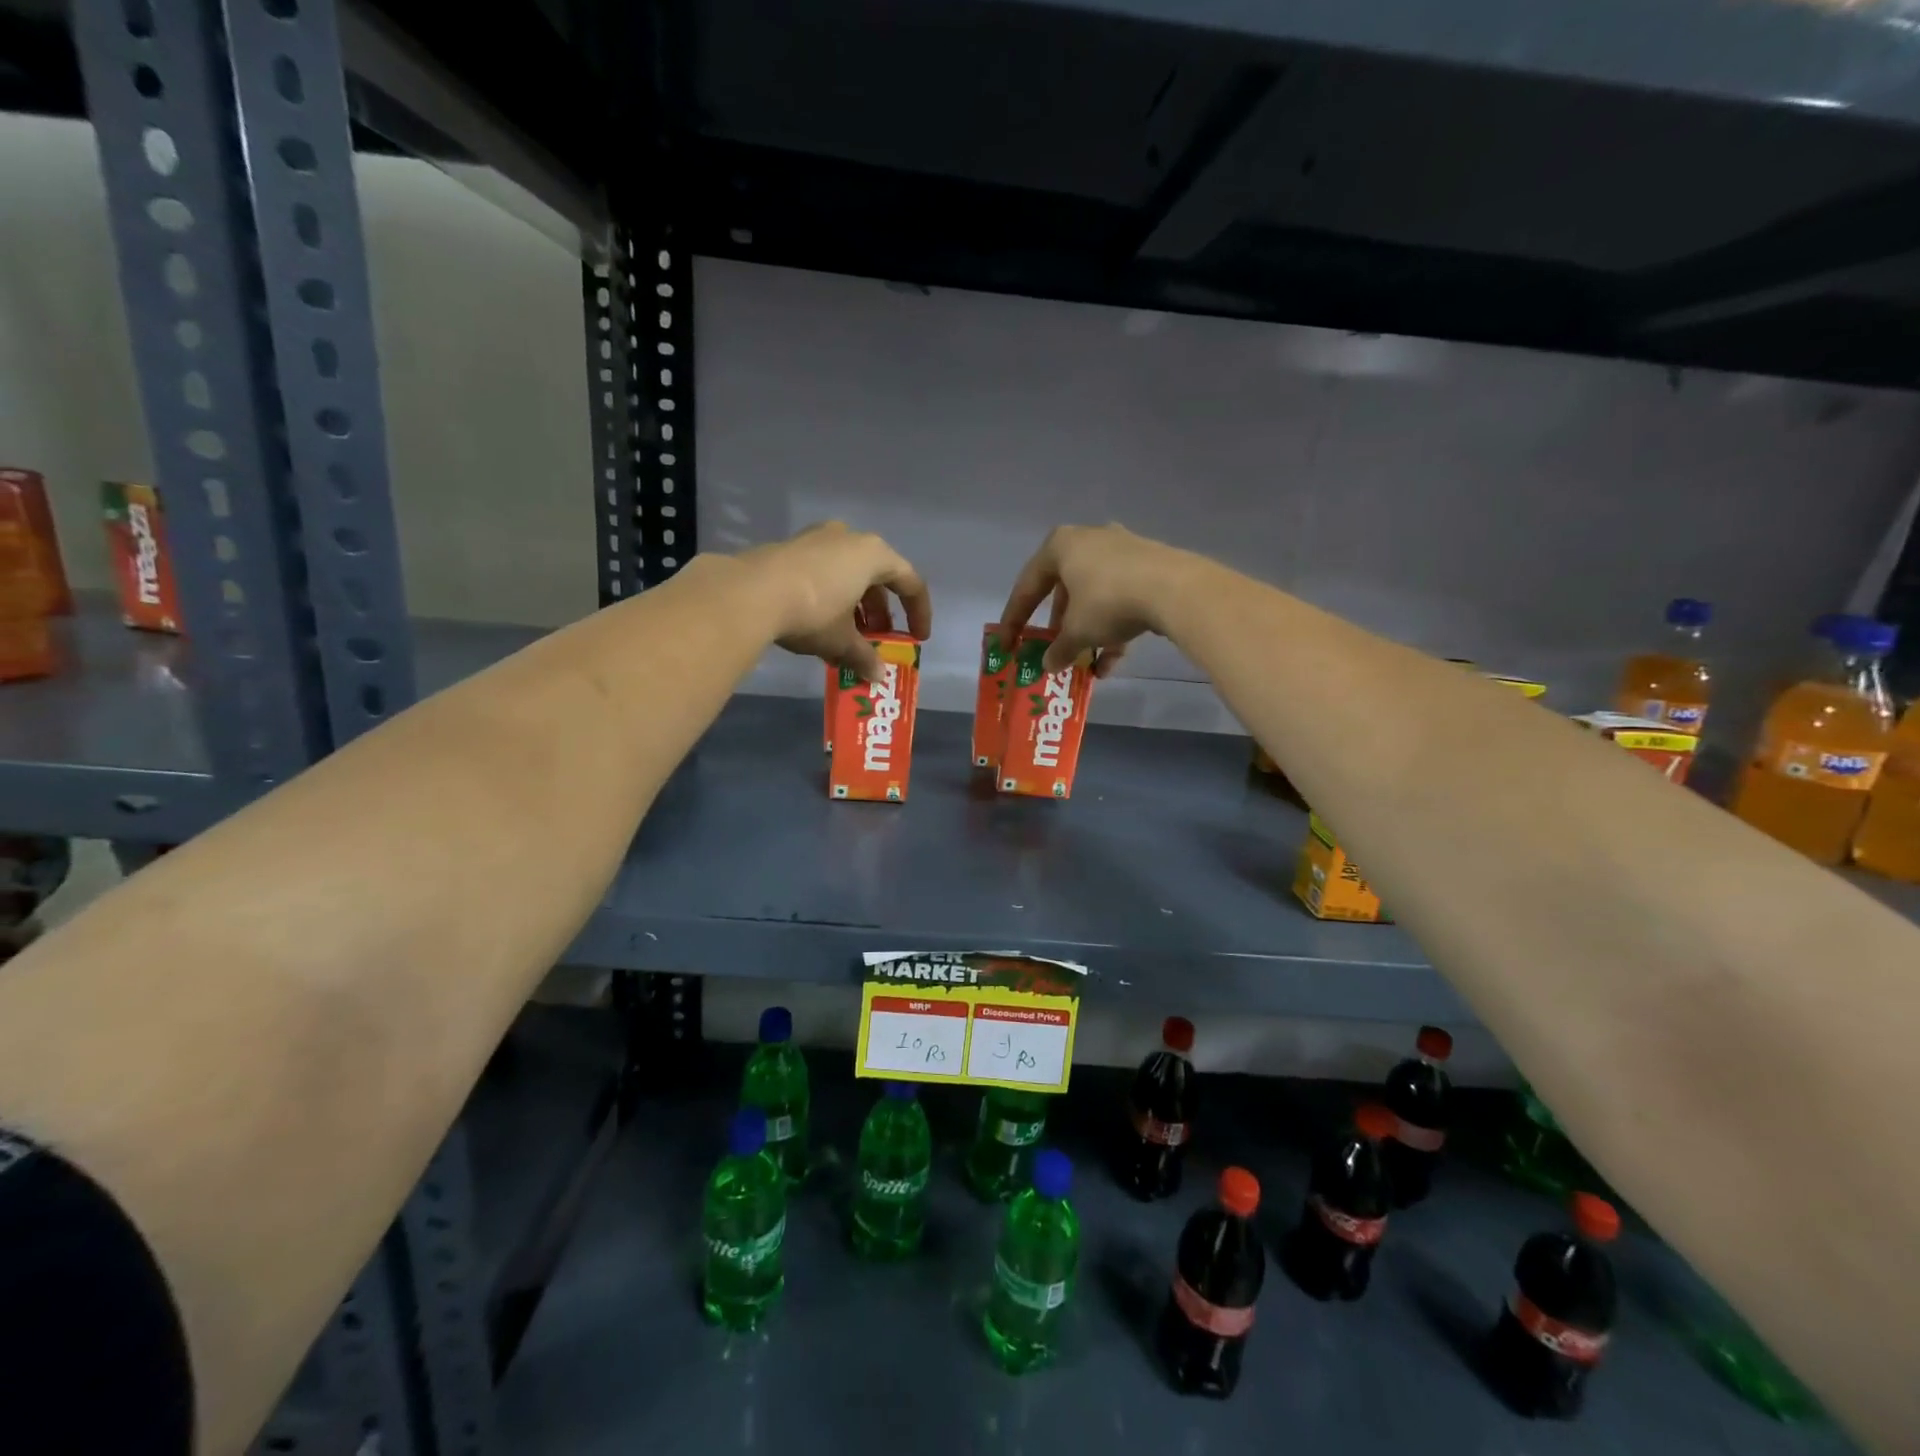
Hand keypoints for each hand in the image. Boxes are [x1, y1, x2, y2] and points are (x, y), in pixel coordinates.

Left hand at [741, 522, 931, 680]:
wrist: (749, 593)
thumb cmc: (812, 611)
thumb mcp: (842, 640)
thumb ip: (864, 657)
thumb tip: (877, 677)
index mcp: (873, 554)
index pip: (910, 581)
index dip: (919, 612)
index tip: (917, 638)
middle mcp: (848, 538)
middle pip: (876, 576)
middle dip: (881, 612)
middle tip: (878, 639)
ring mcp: (816, 539)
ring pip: (847, 575)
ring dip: (854, 607)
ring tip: (849, 638)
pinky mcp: (789, 549)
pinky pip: (822, 574)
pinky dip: (830, 598)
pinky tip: (820, 626)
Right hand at [996, 524, 1191, 675]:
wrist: (1175, 590)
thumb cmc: (1108, 602)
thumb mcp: (1076, 632)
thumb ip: (1059, 649)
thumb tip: (1049, 665)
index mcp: (1060, 546)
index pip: (1027, 587)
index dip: (1014, 620)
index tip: (1006, 644)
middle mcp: (1089, 540)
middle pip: (1064, 590)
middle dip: (1059, 626)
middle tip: (1054, 650)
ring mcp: (1122, 550)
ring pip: (1094, 597)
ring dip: (1087, 632)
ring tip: (1086, 663)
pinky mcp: (1149, 566)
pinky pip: (1121, 599)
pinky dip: (1113, 628)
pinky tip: (1112, 662)